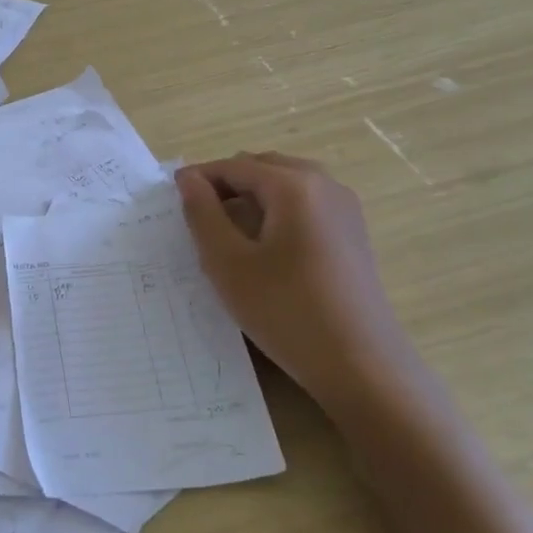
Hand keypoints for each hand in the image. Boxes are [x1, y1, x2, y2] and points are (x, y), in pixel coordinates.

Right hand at [176, 152, 424, 418]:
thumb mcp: (228, 263)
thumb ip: (202, 214)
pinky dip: (278, 211)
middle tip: (198, 218)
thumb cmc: (286, 311)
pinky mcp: (353, 233)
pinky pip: (306, 204)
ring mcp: (345, 208)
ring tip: (228, 233)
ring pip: (286, 184)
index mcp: (293, 185)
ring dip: (253, 197)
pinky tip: (265, 248)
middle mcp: (324, 185)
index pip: (234, 166)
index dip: (199, 178)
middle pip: (263, 167)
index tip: (171, 200)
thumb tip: (188, 178)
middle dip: (227, 184)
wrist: (361, 366)